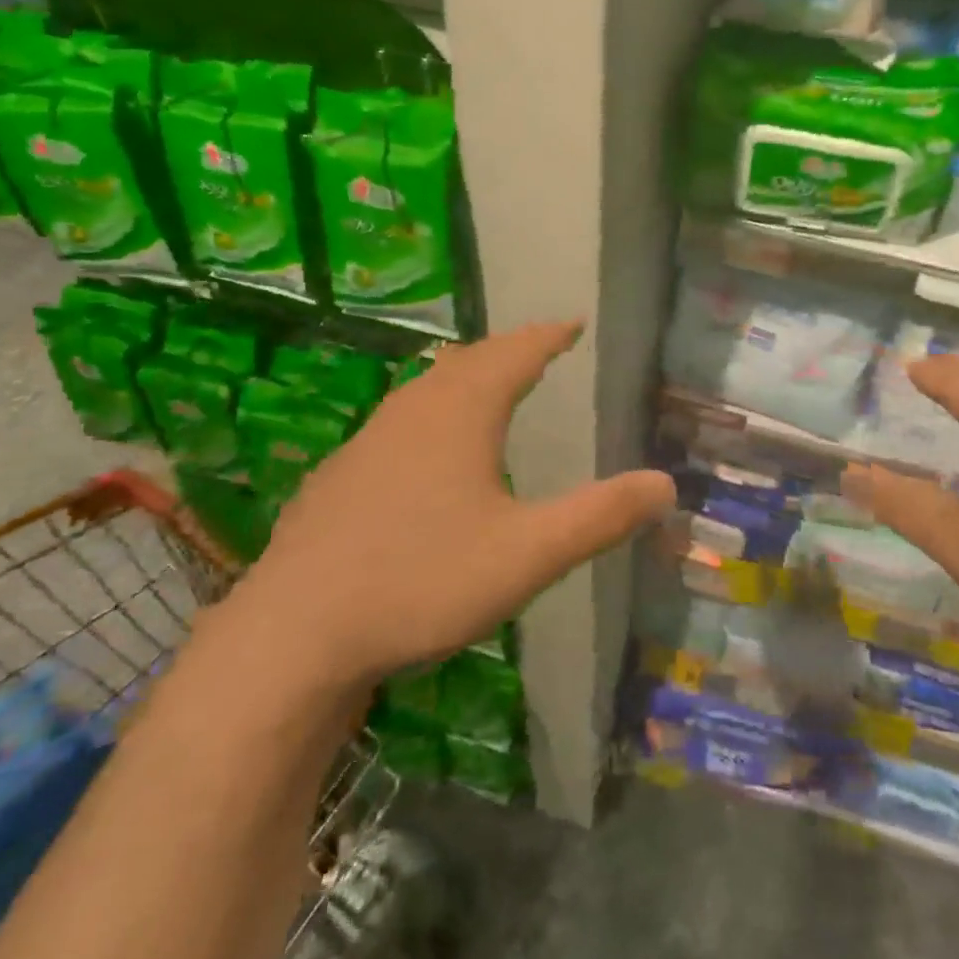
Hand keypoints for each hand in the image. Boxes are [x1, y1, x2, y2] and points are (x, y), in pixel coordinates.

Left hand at [212, 322, 676, 700]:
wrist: (293, 636)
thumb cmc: (422, 581)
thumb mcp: (529, 554)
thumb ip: (601, 517)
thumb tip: (666, 484)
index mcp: (460, 414)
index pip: (515, 354)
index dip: (548, 336)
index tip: (573, 323)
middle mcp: (413, 412)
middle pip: (468, 362)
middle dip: (508, 351)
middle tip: (537, 350)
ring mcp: (368, 442)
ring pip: (426, 389)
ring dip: (465, 377)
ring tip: (488, 385)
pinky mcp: (339, 477)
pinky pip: (399, 423)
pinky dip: (431, 414)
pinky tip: (426, 452)